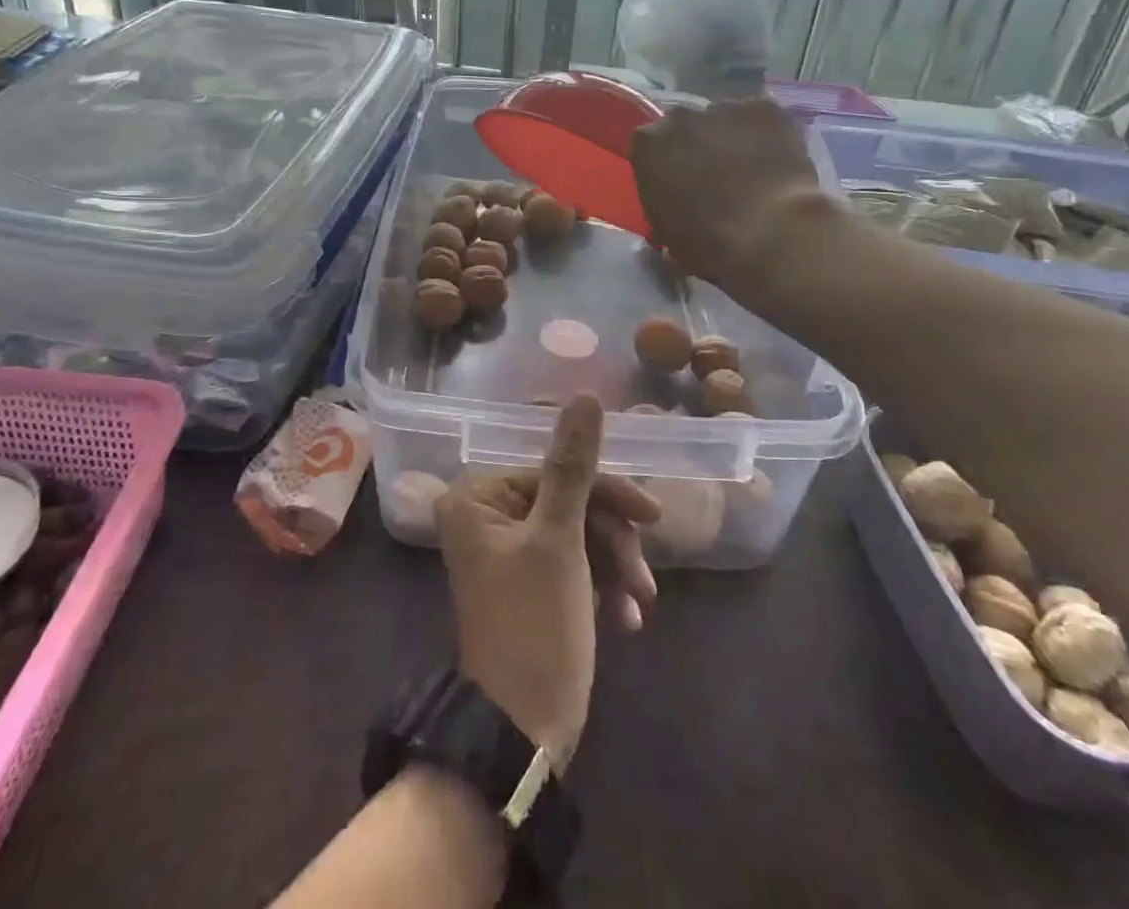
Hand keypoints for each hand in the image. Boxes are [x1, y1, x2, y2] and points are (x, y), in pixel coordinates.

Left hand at [434, 395, 659, 772]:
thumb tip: (586, 394)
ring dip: (613, 566)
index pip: (554, 470)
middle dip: (612, 540)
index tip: (651, 517)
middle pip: (568, 502)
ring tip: (637, 605)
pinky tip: (624, 619)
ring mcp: (507, 552)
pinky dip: (601, 586)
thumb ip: (574, 464)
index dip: (606, 493)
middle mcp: (486, 517)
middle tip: (645, 577)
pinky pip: (572, 565)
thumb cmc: (534, 626)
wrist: (521, 734)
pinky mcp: (528, 585)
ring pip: (577, 534)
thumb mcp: (559, 539)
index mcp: (477, 497)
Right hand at [630, 97, 825, 288]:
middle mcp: (679, 117)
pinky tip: (776, 163)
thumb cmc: (708, 243)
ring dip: (730, 140)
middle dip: (695, 147)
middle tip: (714, 179)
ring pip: (723, 121)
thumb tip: (677, 207)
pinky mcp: (765, 108)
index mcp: (647, 145)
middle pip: (684, 128)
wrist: (770, 233)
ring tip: (751, 172)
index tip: (677, 187)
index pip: (649, 148)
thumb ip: (664, 205)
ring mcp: (724, 108)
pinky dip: (765, 137)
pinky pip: (760, 120)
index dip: (664, 167)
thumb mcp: (666, 232)